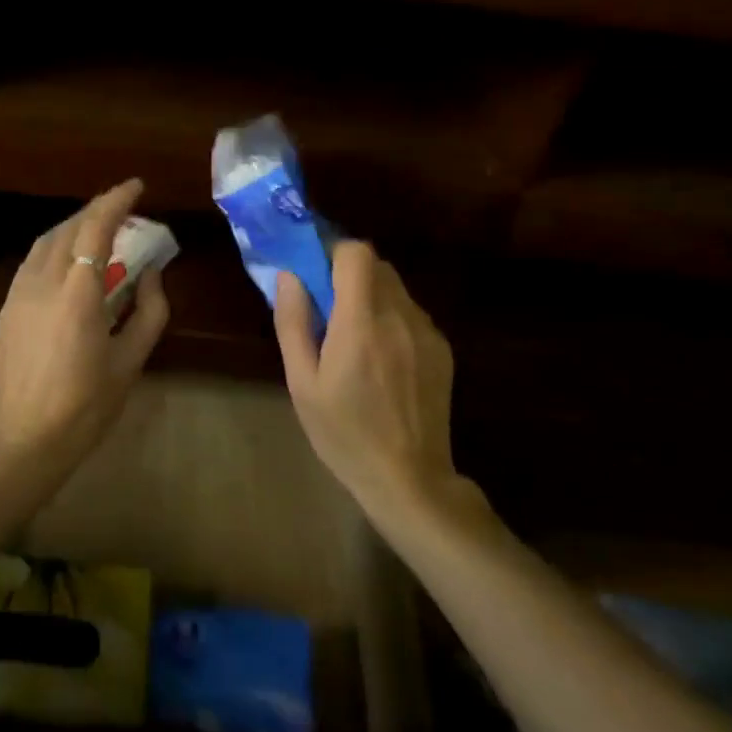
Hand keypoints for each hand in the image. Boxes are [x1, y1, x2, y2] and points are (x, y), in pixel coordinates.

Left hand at [0, 178, 170, 475]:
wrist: (22, 444)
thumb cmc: (85, 408)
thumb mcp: (130, 362)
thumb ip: (148, 312)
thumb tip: (151, 274)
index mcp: (76, 293)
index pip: (95, 228)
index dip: (116, 200)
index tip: (137, 186)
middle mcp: (41, 283)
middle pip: (68, 227)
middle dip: (97, 210)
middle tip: (124, 209)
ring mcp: (17, 294)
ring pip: (45, 242)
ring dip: (73, 226)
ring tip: (99, 230)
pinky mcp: (5, 309)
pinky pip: (32, 262)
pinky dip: (55, 248)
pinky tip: (69, 262)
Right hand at [273, 243, 469, 523]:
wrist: (409, 479)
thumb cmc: (344, 433)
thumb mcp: (302, 382)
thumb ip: (293, 322)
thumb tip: (290, 275)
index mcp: (361, 322)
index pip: (356, 252)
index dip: (332, 252)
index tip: (313, 274)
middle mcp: (400, 316)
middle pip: (376, 264)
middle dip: (348, 272)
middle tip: (327, 305)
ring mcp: (426, 331)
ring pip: (395, 286)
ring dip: (370, 294)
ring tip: (353, 335)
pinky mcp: (442, 348)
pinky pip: (410, 311)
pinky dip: (391, 316)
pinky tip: (381, 357)